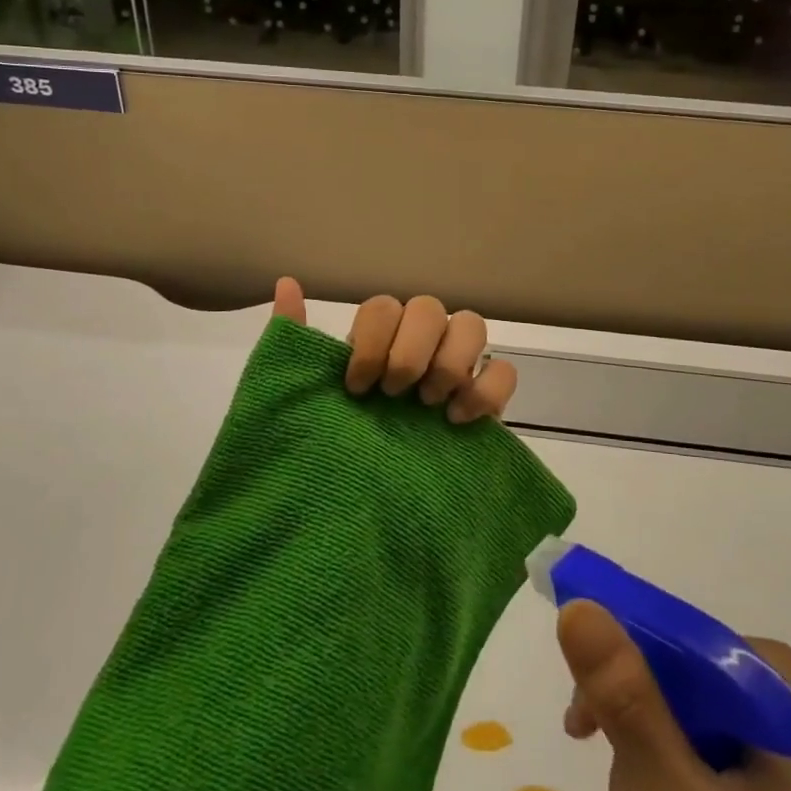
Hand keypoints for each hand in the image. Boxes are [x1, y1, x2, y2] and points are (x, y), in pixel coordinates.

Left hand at [272, 277, 517, 422]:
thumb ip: (294, 340)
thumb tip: (285, 283)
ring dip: (449, 363)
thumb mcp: (304, 395)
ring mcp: (457, 368)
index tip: (357, 387)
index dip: (372, 341)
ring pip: (472, 325)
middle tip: (394, 394)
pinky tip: (457, 421)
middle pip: (429, 307)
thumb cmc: (336, 445)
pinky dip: (485, 390)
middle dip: (409, 351)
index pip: (384, 307)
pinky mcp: (486, 400)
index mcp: (378, 340)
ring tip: (428, 405)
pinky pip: (505, 371)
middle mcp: (420, 344)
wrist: (371, 507)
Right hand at [558, 601, 790, 790]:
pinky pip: (715, 745)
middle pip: (677, 677)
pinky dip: (678, 777)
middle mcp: (789, 686)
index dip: (614, 673)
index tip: (579, 728)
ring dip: (648, 757)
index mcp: (777, 677)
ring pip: (690, 713)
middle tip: (604, 788)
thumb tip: (577, 606)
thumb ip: (630, 707)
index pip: (669, 639)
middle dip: (631, 727)